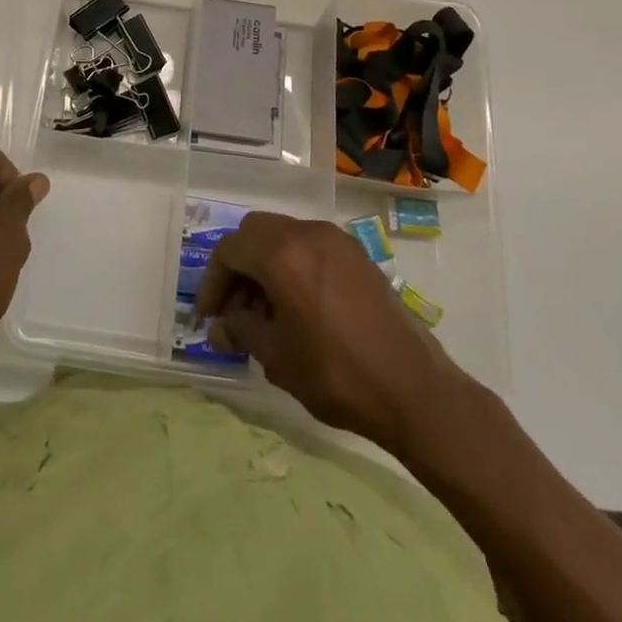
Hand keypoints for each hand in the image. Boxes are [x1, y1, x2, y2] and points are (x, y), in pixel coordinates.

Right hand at [192, 211, 469, 452]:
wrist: (413, 389)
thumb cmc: (336, 373)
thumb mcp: (277, 356)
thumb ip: (241, 331)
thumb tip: (219, 328)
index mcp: (282, 253)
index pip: (230, 250)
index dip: (212, 283)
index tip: (208, 317)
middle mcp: (307, 233)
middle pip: (254, 233)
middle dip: (237, 267)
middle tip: (233, 309)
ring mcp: (335, 240)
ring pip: (283, 236)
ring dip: (265, 265)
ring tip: (265, 313)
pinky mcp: (356, 255)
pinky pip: (310, 247)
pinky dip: (292, 265)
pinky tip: (296, 306)